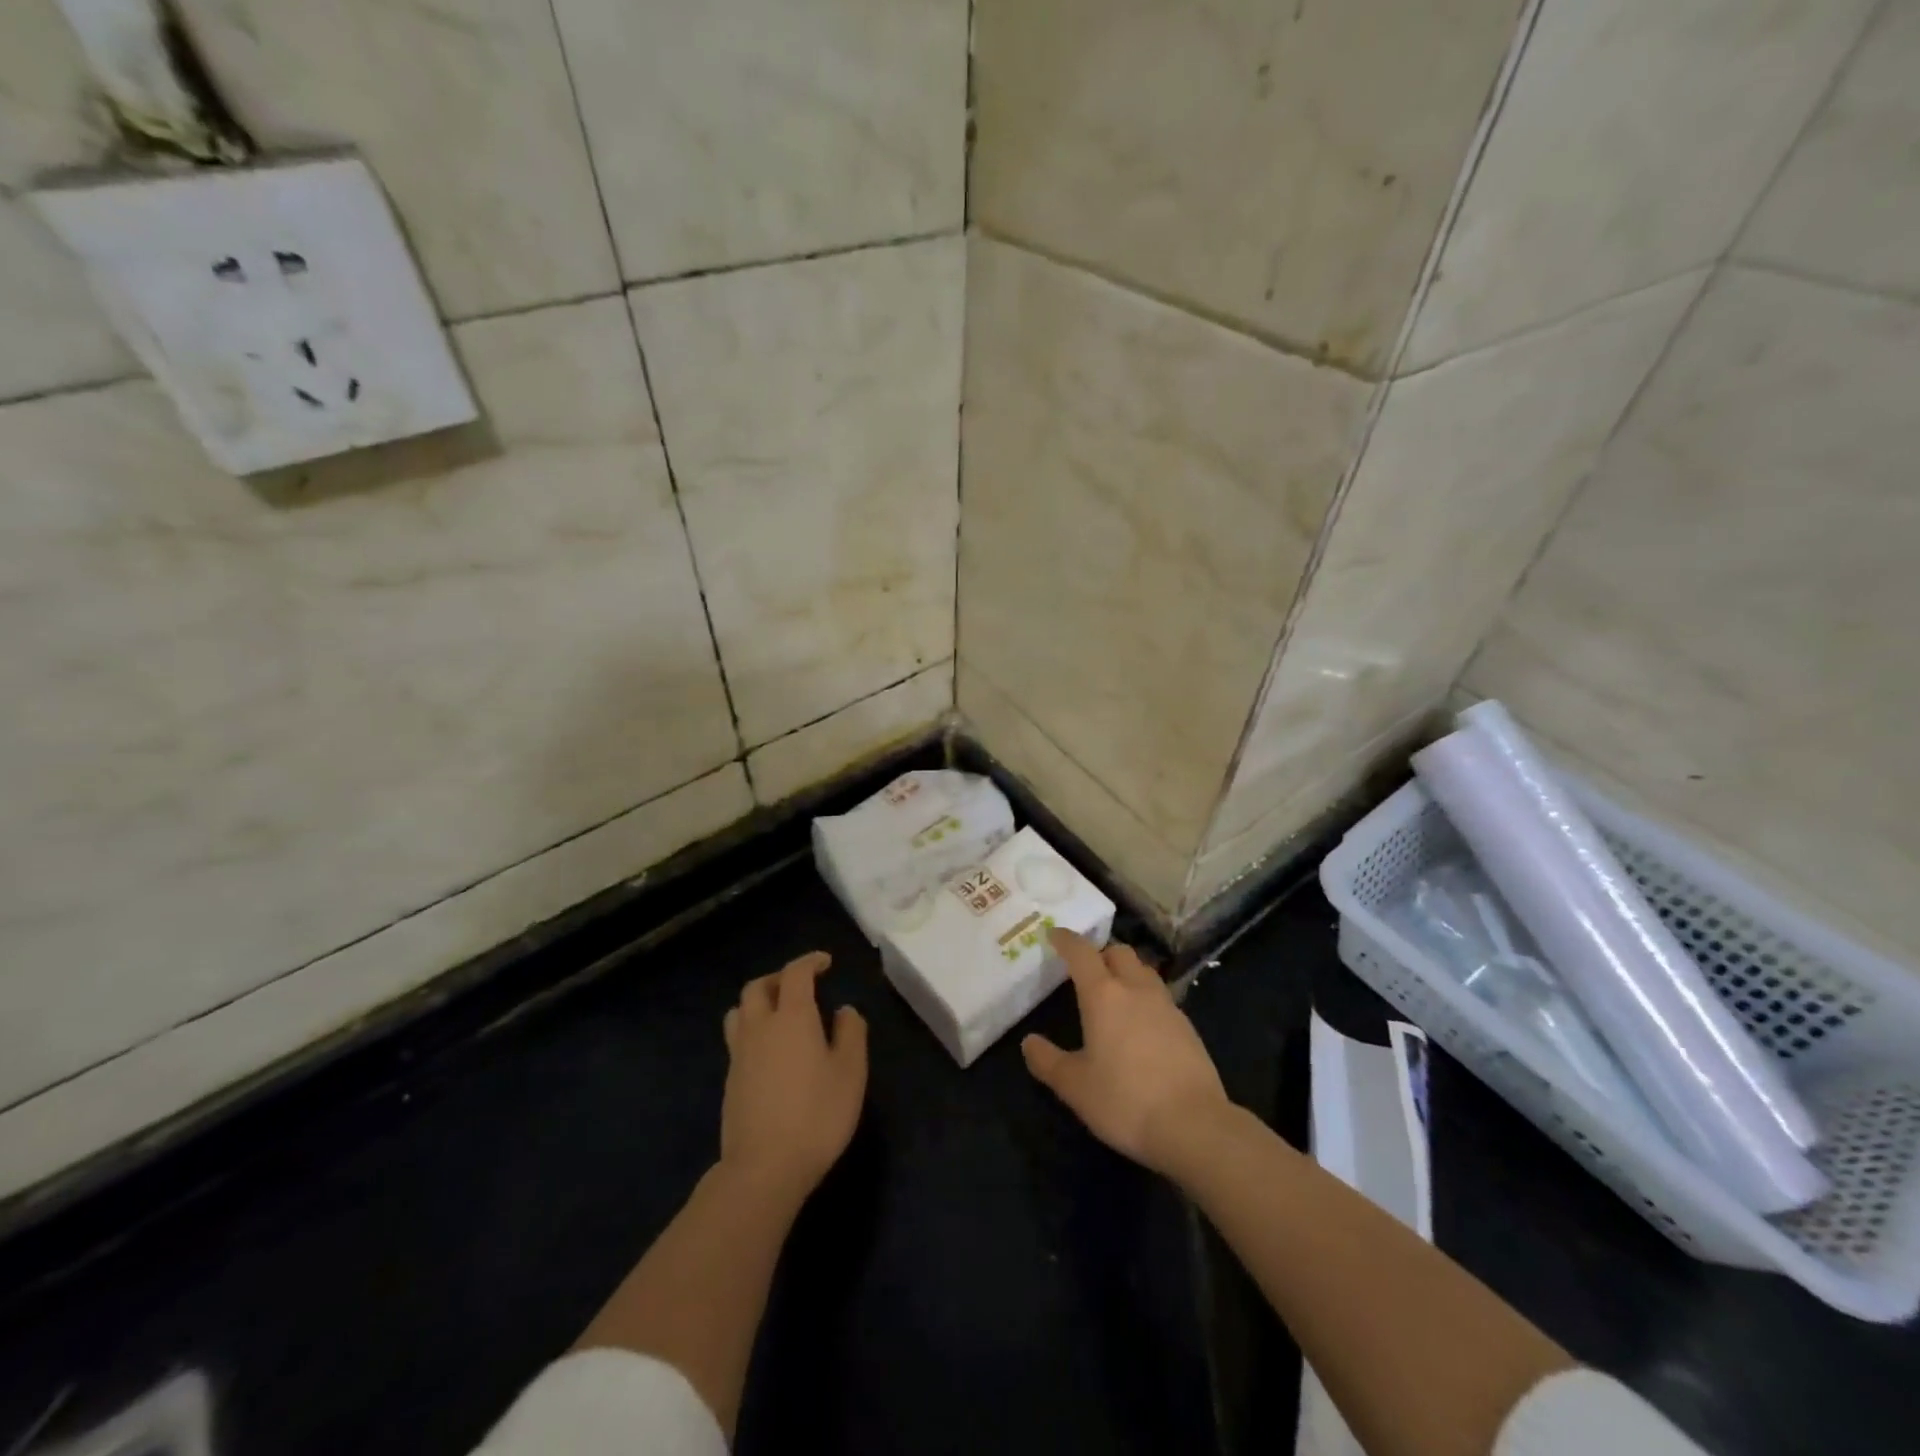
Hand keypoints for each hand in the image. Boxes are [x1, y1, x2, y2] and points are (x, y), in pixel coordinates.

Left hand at [720, 952, 867, 1205]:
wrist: (764, 1168)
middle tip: (801, 985)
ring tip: (778, 1013)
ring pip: (739, 1011)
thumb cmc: (816, 1115)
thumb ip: (851, 1033)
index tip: (826, 962)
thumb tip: (844, 1010)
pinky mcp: (730, 1081)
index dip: (810, 962)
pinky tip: (770, 1051)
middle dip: (779, 978)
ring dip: (758, 1002)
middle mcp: (760, 1027)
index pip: (795, 974)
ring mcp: (739, 1054)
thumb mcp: (850, 1072)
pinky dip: (752, 1030)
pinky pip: (737, 1039)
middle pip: (758, 987)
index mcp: (792, 1017)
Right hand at [1022, 929, 1228, 1176]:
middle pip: (1119, 952)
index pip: (1081, 953)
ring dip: (1127, 972)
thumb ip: (1048, 1061)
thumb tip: (1029, 1042)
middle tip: (1086, 969)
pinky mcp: (1188, 1027)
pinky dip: (1146, 999)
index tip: (1055, 934)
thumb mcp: (1075, 1086)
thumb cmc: (1125, 1101)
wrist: (1194, 1125)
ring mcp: (1167, 1006)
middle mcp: (1136, 990)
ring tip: (1115, 993)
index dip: (1066, 940)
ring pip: (1144, 971)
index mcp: (1103, 995)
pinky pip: (1161, 998)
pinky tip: (1142, 1025)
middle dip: (1101, 952)